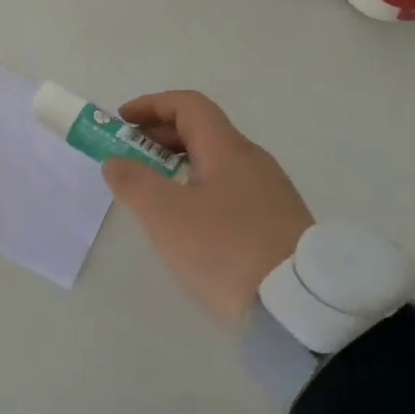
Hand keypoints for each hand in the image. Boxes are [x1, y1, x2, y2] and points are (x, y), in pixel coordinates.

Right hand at [101, 90, 313, 326]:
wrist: (299, 308)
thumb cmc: (225, 249)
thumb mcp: (166, 215)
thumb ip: (134, 182)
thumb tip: (115, 161)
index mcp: (228, 149)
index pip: (188, 105)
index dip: (151, 105)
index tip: (121, 122)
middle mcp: (253, 161)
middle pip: (202, 130)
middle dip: (160, 136)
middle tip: (129, 157)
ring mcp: (270, 192)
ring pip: (216, 161)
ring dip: (178, 164)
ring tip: (153, 191)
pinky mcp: (278, 222)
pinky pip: (229, 188)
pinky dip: (199, 188)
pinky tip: (189, 221)